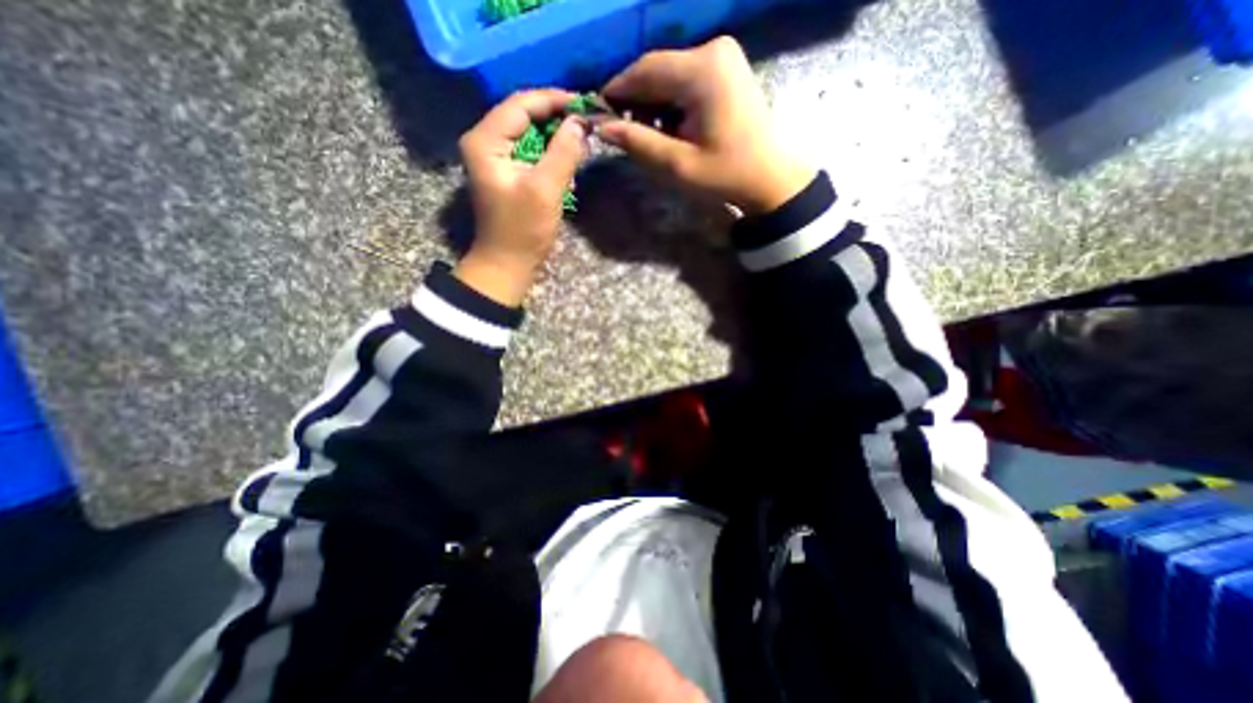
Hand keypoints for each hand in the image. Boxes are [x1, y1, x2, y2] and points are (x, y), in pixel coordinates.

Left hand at [456, 87, 588, 303]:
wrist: (507, 264)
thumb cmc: (523, 230)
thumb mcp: (545, 190)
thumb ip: (563, 152)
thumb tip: (579, 122)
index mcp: (486, 140)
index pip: (521, 104)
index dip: (554, 100)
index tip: (585, 103)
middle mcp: (485, 141)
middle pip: (523, 114)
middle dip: (556, 115)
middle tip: (586, 119)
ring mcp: (495, 157)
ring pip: (528, 132)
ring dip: (555, 133)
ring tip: (582, 134)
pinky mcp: (507, 172)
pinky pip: (530, 150)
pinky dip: (550, 150)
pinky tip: (567, 154)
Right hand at [597, 37, 813, 213]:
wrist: (770, 178)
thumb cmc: (726, 175)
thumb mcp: (678, 165)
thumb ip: (638, 143)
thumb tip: (602, 127)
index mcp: (702, 70)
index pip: (645, 70)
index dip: (617, 91)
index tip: (599, 115)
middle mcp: (713, 50)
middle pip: (657, 69)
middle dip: (636, 100)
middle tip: (624, 131)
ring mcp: (723, 56)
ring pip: (670, 75)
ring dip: (654, 103)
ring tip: (651, 136)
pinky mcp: (727, 68)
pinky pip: (686, 79)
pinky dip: (671, 101)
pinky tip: (671, 127)